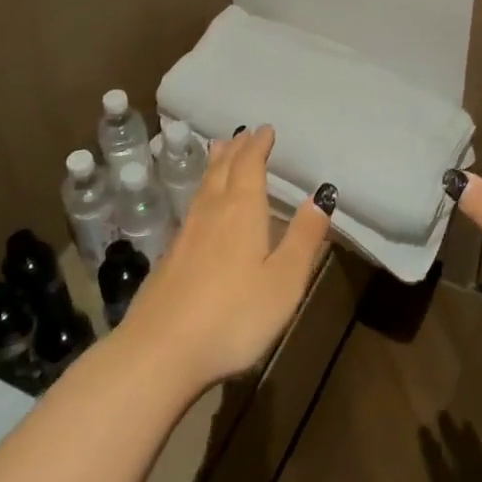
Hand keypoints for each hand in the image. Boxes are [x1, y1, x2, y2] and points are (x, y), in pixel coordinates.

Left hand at [119, 126, 330, 391]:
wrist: (159, 353)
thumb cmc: (233, 316)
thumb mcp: (284, 281)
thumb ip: (304, 237)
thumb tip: (322, 194)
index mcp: (242, 211)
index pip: (250, 165)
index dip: (258, 145)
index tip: (265, 129)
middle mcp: (212, 212)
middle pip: (223, 169)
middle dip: (236, 149)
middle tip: (244, 134)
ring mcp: (186, 234)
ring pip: (203, 186)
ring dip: (216, 164)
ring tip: (219, 150)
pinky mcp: (170, 258)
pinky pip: (192, 206)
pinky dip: (202, 190)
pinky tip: (201, 205)